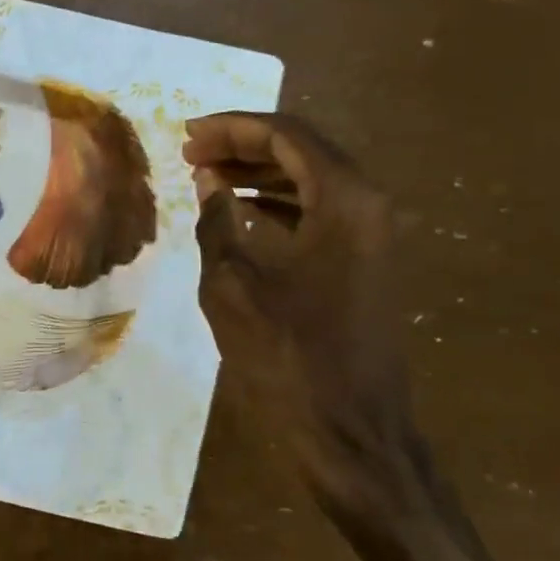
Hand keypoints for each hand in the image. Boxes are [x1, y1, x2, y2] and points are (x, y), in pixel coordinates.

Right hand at [185, 112, 511, 560]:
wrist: (351, 432)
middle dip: (243, 146)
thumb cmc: (288, 357)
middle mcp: (369, 205)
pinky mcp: (366, 263)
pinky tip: (240, 213)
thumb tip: (208, 181)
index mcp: (344, 200)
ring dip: (259, 173)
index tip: (186, 135)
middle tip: (190, 153)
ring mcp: (373, 235)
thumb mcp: (232, 287)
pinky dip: (278, 204)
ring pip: (312, 180)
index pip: (285, 135)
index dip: (232, 128)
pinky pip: (320, 213)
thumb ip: (217, 222)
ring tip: (206, 177)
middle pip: (303, 150)